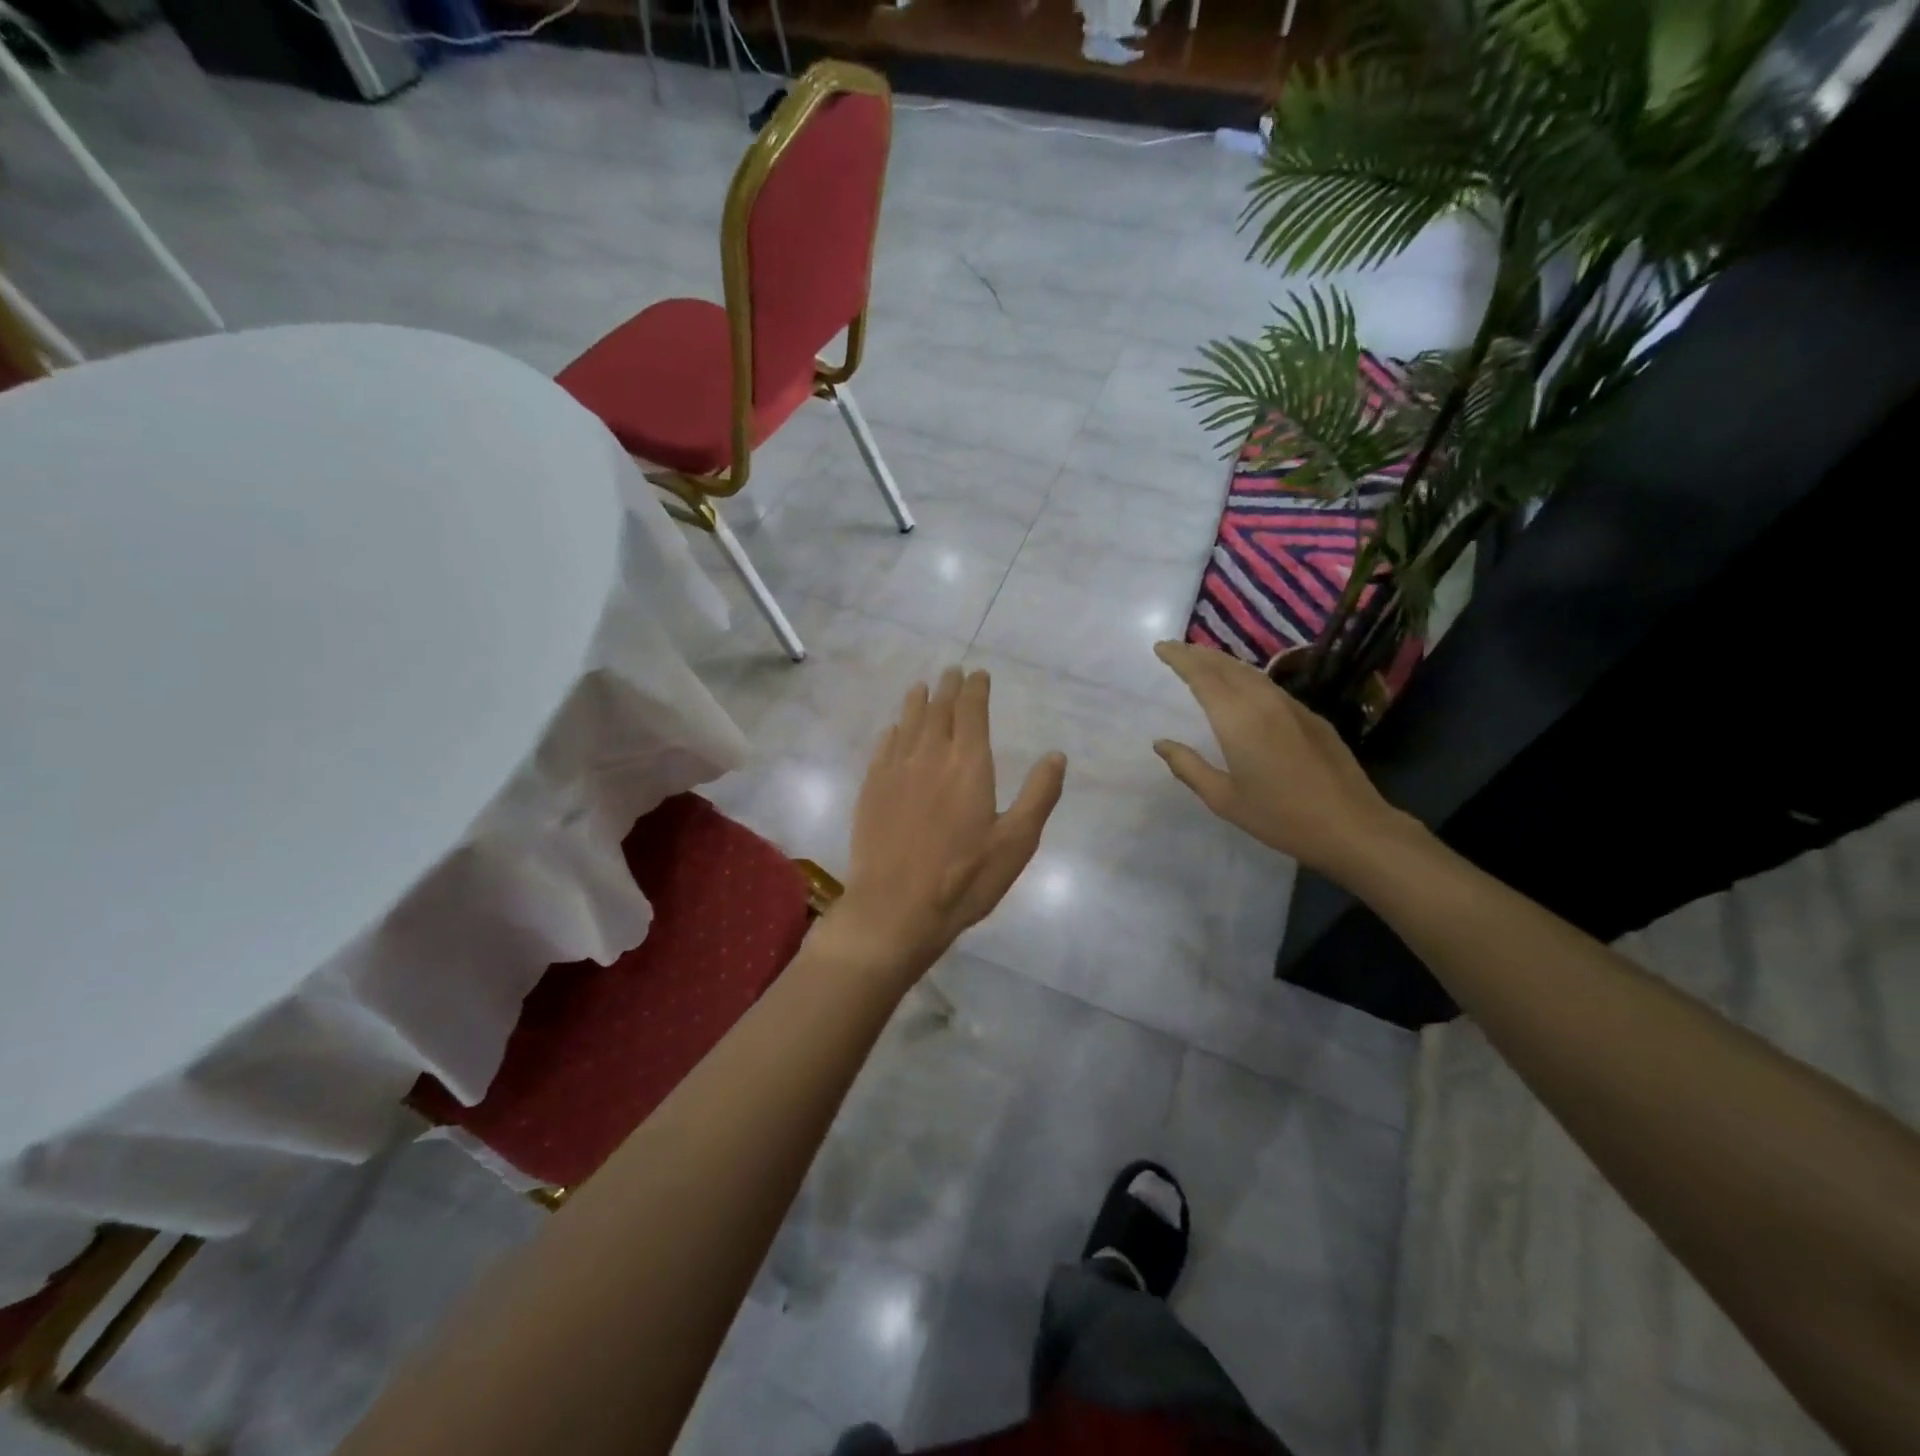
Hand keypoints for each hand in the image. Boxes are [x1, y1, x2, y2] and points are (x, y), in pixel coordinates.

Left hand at [824, 667, 1065, 985]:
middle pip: (938, 710)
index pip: (971, 712)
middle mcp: (929, 756)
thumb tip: (1056, 755)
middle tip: (952, 673)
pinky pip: (883, 748)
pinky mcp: (871, 791)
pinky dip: (892, 732)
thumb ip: (1039, 795)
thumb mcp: (1016, 842)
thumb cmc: (964, 878)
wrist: (895, 908)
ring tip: (921, 688)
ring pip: (907, 724)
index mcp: (968, 764)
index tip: (978, 675)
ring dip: (917, 703)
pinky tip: (893, 730)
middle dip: (947, 689)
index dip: (975, 689)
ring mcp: (895, 772)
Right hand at [1152, 640, 1419, 881]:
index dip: (1180, 658)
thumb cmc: (1281, 817)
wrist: (1352, 826)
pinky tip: (1243, 689)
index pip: (1202, 675)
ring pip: (1251, 672)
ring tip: (1203, 662)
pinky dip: (1246, 678)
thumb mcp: (1224, 799)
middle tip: (1176, 649)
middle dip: (1198, 653)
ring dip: (1223, 663)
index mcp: (1238, 719)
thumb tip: (1162, 744)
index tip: (1160, 647)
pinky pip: (1270, 686)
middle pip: (1227, 666)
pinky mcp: (1311, 717)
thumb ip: (1189, 767)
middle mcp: (1264, 702)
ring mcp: (1292, 707)